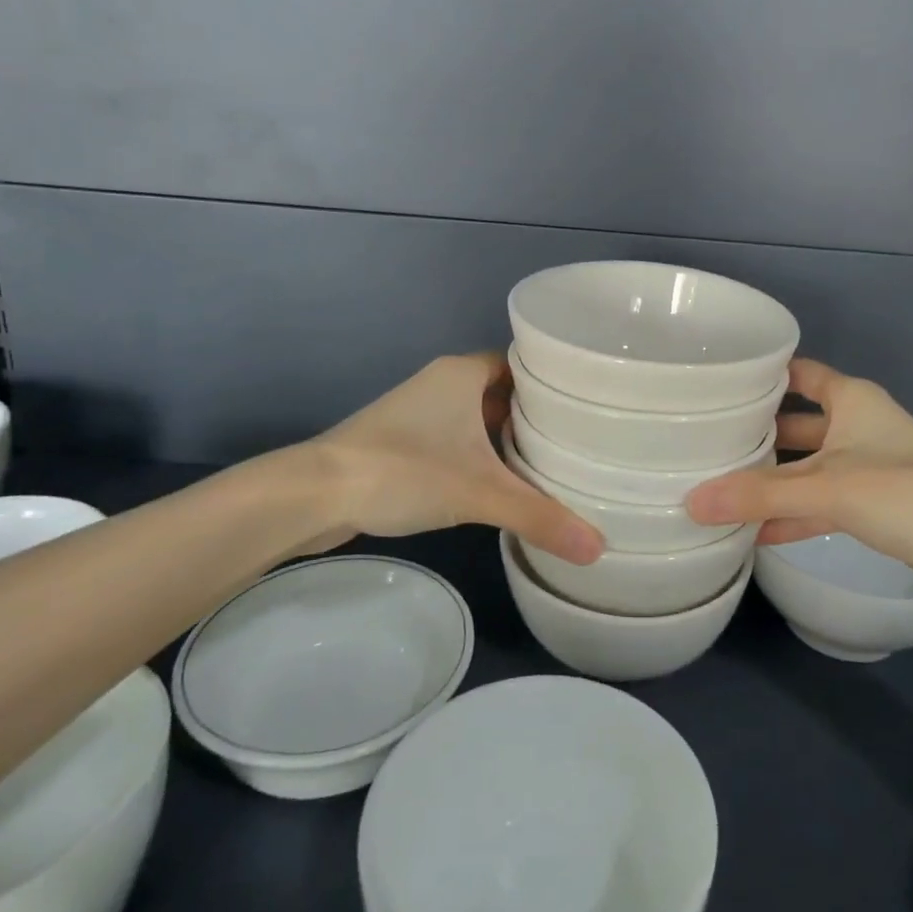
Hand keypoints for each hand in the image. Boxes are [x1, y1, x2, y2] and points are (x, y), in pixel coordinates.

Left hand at [250, 353, 604, 564]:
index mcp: (462, 373)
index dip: (555, 380)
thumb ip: (539, 517)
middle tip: (580, 438)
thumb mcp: (479, 493)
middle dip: (536, 414)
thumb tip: (598, 549)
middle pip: (503, 391)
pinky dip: (478, 455)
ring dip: (505, 437)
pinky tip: (499, 483)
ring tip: (550, 461)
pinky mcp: (401, 441)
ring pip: (477, 417)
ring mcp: (418, 412)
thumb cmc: (403, 471)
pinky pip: (455, 439)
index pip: (522, 363)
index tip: (589, 403)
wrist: (314, 494)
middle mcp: (442, 383)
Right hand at [684, 359, 912, 597]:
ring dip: (772, 479)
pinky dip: (793, 513)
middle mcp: (857, 425)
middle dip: (757, 433)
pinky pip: (821, 502)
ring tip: (720, 486)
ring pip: (807, 466)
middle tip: (705, 440)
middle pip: (796, 422)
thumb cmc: (905, 491)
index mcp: (851, 400)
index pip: (797, 373)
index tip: (717, 382)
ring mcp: (866, 466)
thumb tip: (692, 502)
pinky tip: (755, 530)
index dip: (761, 374)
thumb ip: (759, 495)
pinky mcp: (874, 505)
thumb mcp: (826, 487)